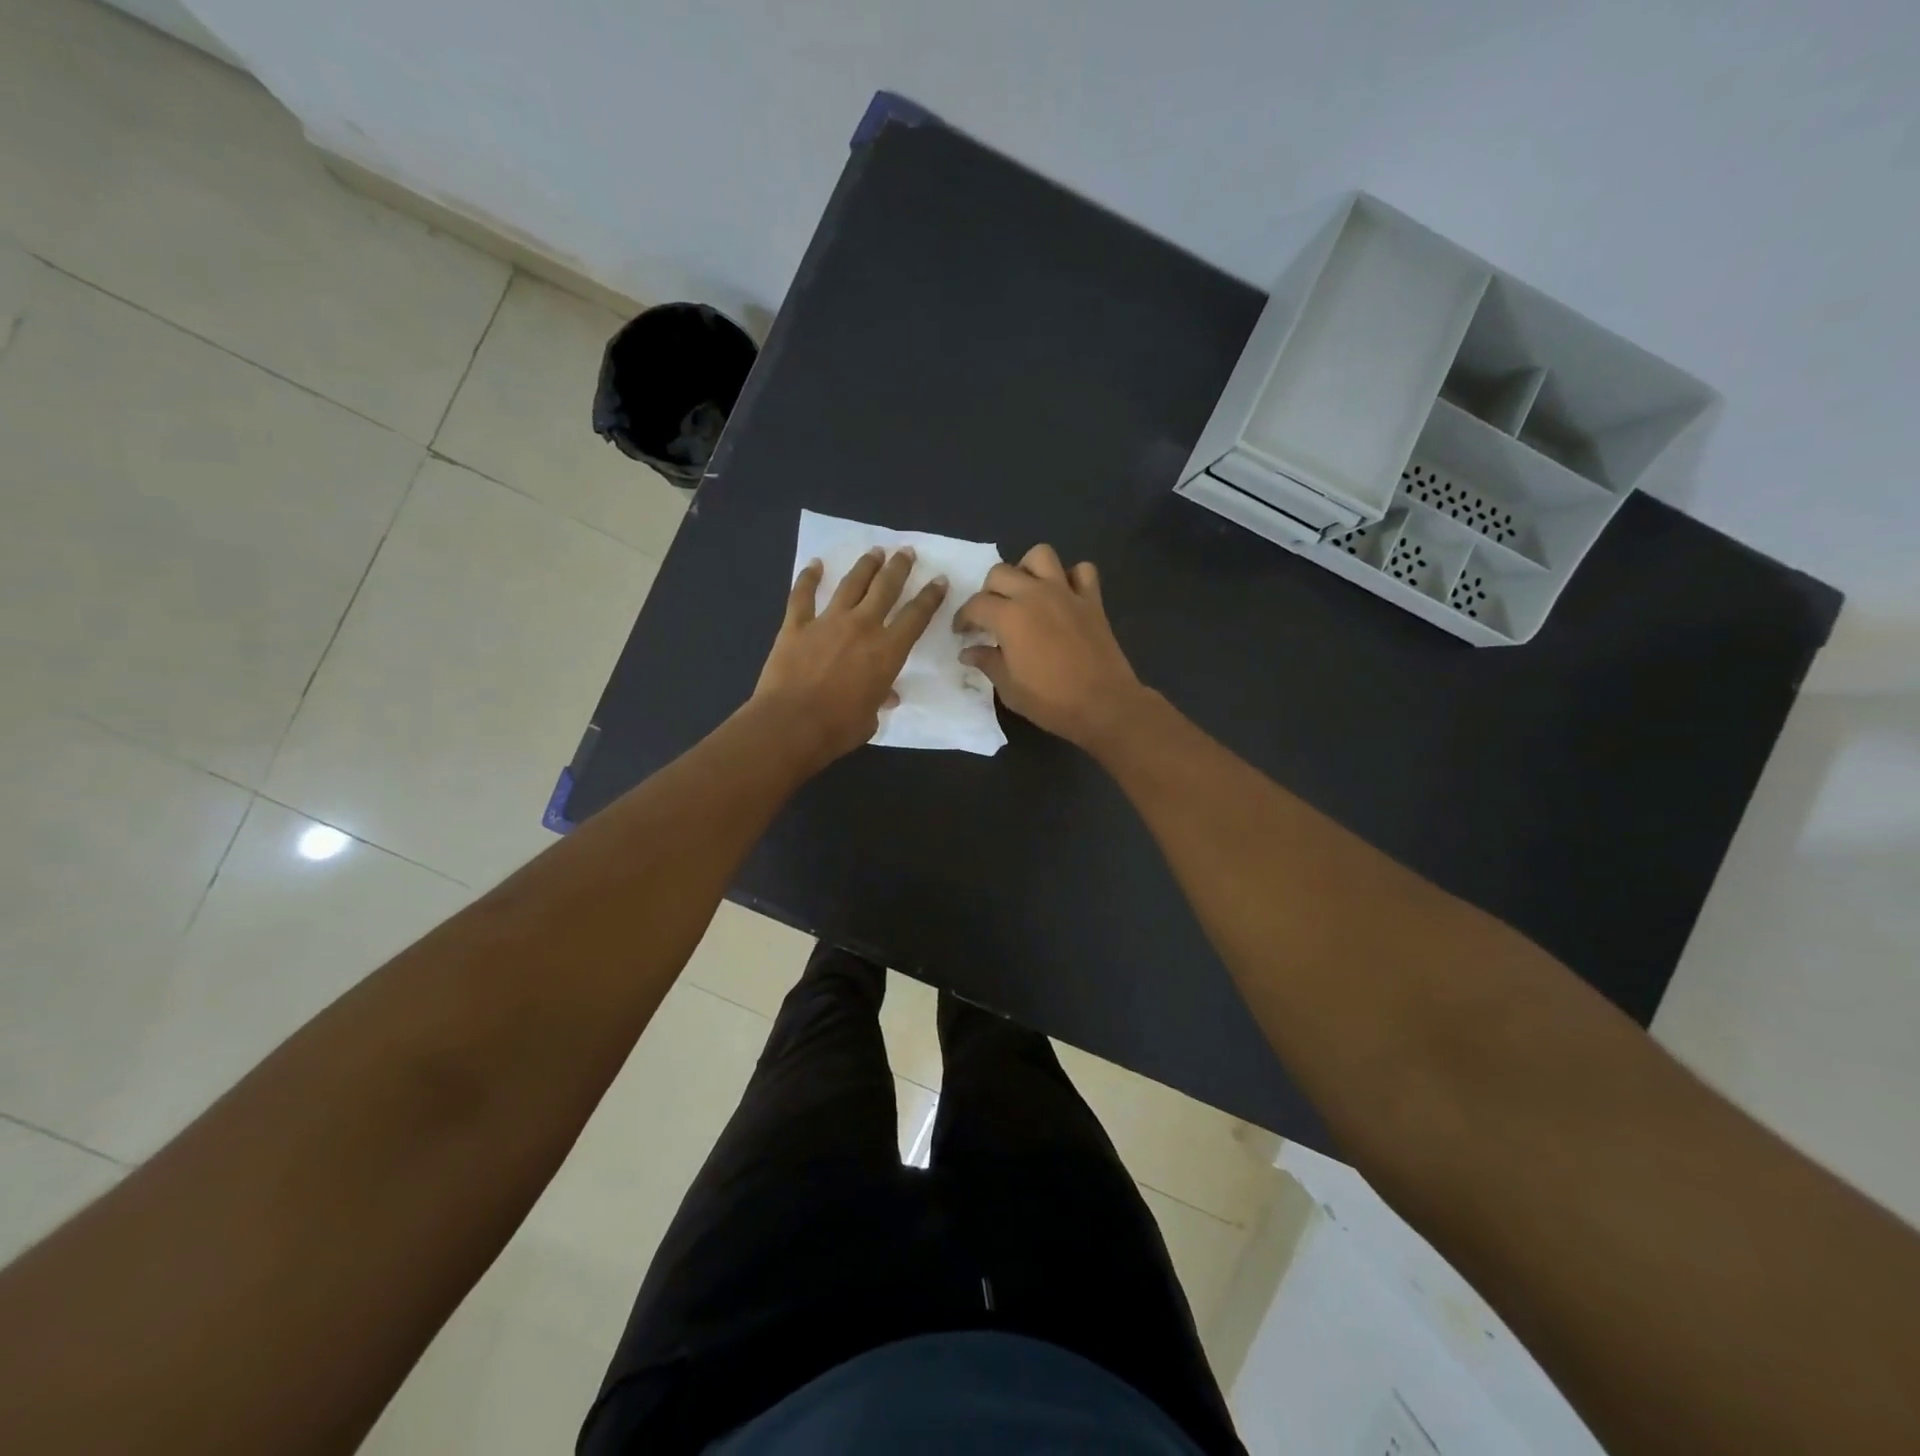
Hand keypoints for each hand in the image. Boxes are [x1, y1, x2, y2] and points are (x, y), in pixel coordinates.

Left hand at [752, 546, 948, 766]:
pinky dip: (808, 577)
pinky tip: (815, 564)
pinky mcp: (796, 625)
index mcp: (887, 651)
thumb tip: (886, 695)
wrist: (791, 724)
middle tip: (906, 552)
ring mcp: (827, 621)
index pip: (916, 616)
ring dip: (865, 565)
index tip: (939, 580)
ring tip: (875, 552)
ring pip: (851, 584)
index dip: (930, 597)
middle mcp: (862, 626)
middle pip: (886, 587)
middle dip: (899, 567)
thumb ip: (879, 700)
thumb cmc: (838, 728)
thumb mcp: (870, 718)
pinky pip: (802, 595)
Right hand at [953, 544, 1146, 749]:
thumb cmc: (1051, 701)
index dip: (963, 617)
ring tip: (1025, 593)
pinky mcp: (1092, 600)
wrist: (1103, 704)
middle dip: (989, 591)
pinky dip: (1071, 577)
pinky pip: (1082, 571)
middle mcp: (1035, 594)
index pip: (976, 605)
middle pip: (1001, 572)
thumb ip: (987, 662)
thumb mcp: (1009, 688)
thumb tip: (968, 651)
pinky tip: (1063, 596)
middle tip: (991, 614)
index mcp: (1009, 616)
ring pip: (1041, 555)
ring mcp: (1066, 593)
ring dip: (1027, 569)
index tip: (962, 631)